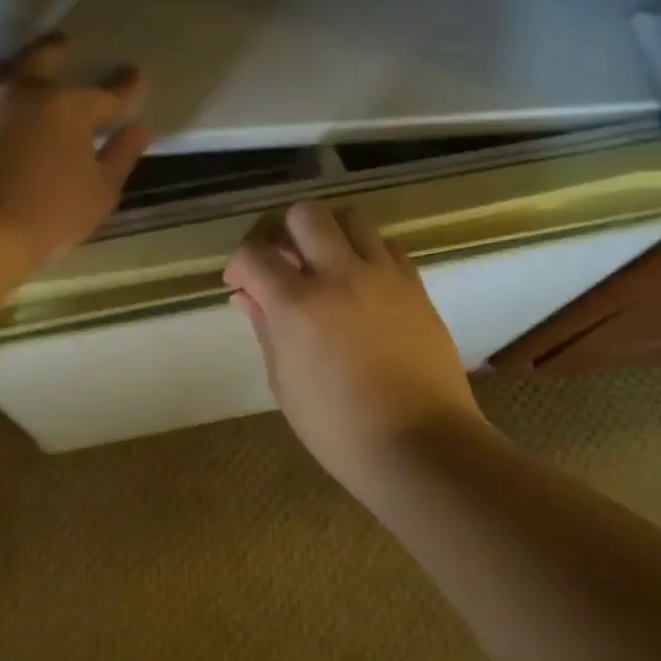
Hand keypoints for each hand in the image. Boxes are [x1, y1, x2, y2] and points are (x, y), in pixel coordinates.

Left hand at [0, 32, 153, 265]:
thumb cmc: (48, 213)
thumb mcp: (100, 192)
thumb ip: (121, 156)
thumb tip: (140, 129)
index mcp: (68, 106)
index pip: (107, 93)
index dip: (127, 86)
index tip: (137, 76)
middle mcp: (25, 91)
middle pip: (43, 56)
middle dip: (59, 48)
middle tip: (66, 43)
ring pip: (2, 68)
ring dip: (18, 64)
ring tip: (23, 68)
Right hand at [224, 202, 482, 486]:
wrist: (422, 446)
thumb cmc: (339, 428)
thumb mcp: (285, 383)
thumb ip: (265, 329)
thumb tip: (247, 297)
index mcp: (298, 305)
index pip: (255, 254)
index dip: (239, 263)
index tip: (240, 283)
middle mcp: (340, 276)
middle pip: (305, 214)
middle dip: (283, 230)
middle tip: (281, 260)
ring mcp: (383, 277)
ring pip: (351, 218)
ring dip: (328, 233)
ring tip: (323, 264)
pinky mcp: (415, 286)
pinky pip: (387, 246)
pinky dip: (366, 252)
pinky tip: (360, 282)